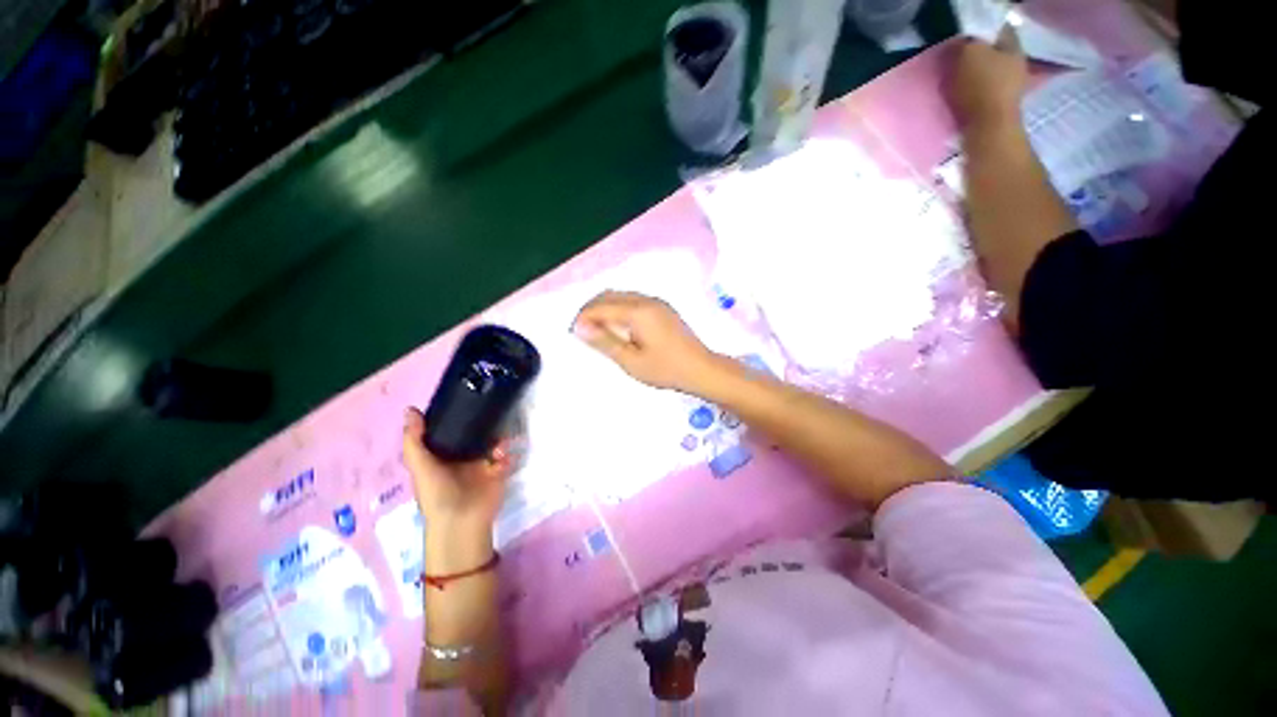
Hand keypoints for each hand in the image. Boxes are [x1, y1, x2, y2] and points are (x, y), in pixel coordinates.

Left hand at [401, 407, 512, 537]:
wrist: (462, 520)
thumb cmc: (436, 493)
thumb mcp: (420, 466)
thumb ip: (414, 440)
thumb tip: (410, 408)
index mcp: (441, 456)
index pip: (448, 431)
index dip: (453, 417)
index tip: (461, 398)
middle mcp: (462, 457)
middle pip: (473, 433)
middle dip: (481, 423)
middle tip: (488, 410)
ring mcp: (482, 463)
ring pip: (492, 441)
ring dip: (497, 436)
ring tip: (498, 438)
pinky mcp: (498, 470)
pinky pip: (505, 455)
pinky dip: (505, 452)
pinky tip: (501, 454)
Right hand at [572, 291, 716, 392]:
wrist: (701, 369)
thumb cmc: (666, 369)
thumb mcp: (631, 361)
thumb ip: (605, 342)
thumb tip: (580, 327)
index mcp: (638, 311)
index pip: (601, 306)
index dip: (584, 317)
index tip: (574, 332)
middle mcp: (646, 300)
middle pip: (609, 295)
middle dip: (592, 309)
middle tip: (584, 331)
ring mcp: (657, 302)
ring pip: (621, 296)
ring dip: (605, 308)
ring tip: (598, 330)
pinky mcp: (663, 308)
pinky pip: (633, 300)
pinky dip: (619, 309)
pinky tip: (619, 327)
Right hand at [948, 31, 1027, 130]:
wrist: (987, 131)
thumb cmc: (981, 88)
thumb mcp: (969, 54)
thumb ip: (966, 43)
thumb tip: (962, 43)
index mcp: (1014, 48)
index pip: (1000, 30)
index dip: (982, 30)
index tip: (964, 37)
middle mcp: (1017, 66)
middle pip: (995, 53)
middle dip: (977, 55)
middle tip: (956, 59)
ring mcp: (1010, 90)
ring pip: (988, 74)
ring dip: (972, 77)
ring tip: (954, 81)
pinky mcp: (999, 110)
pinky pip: (983, 94)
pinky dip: (971, 94)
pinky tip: (959, 98)